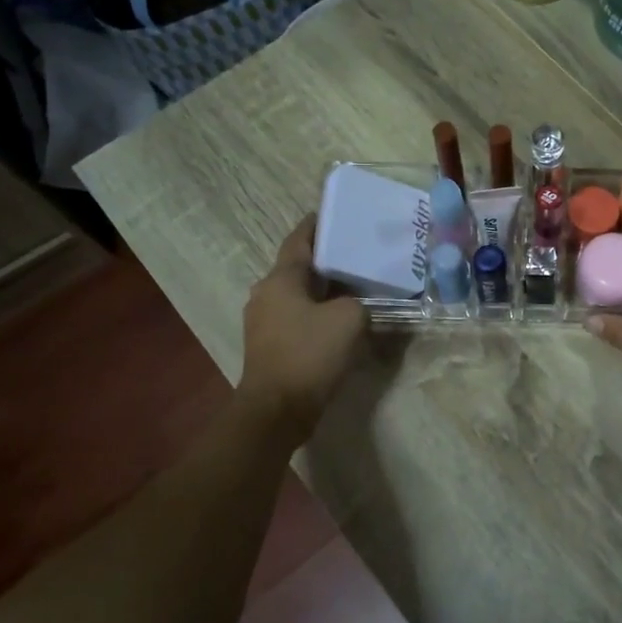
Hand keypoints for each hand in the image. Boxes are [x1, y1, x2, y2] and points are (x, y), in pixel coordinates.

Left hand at [239, 216, 366, 440]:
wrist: (277, 409)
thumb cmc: (310, 354)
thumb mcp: (349, 319)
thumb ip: (357, 302)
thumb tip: (353, 304)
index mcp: (281, 279)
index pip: (299, 239)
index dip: (317, 224)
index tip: (334, 213)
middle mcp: (266, 293)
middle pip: (299, 267)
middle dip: (326, 259)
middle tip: (356, 252)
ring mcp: (264, 320)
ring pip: (298, 293)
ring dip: (323, 288)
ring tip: (354, 285)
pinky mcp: (270, 345)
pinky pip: (297, 316)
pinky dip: (317, 311)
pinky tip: (340, 318)